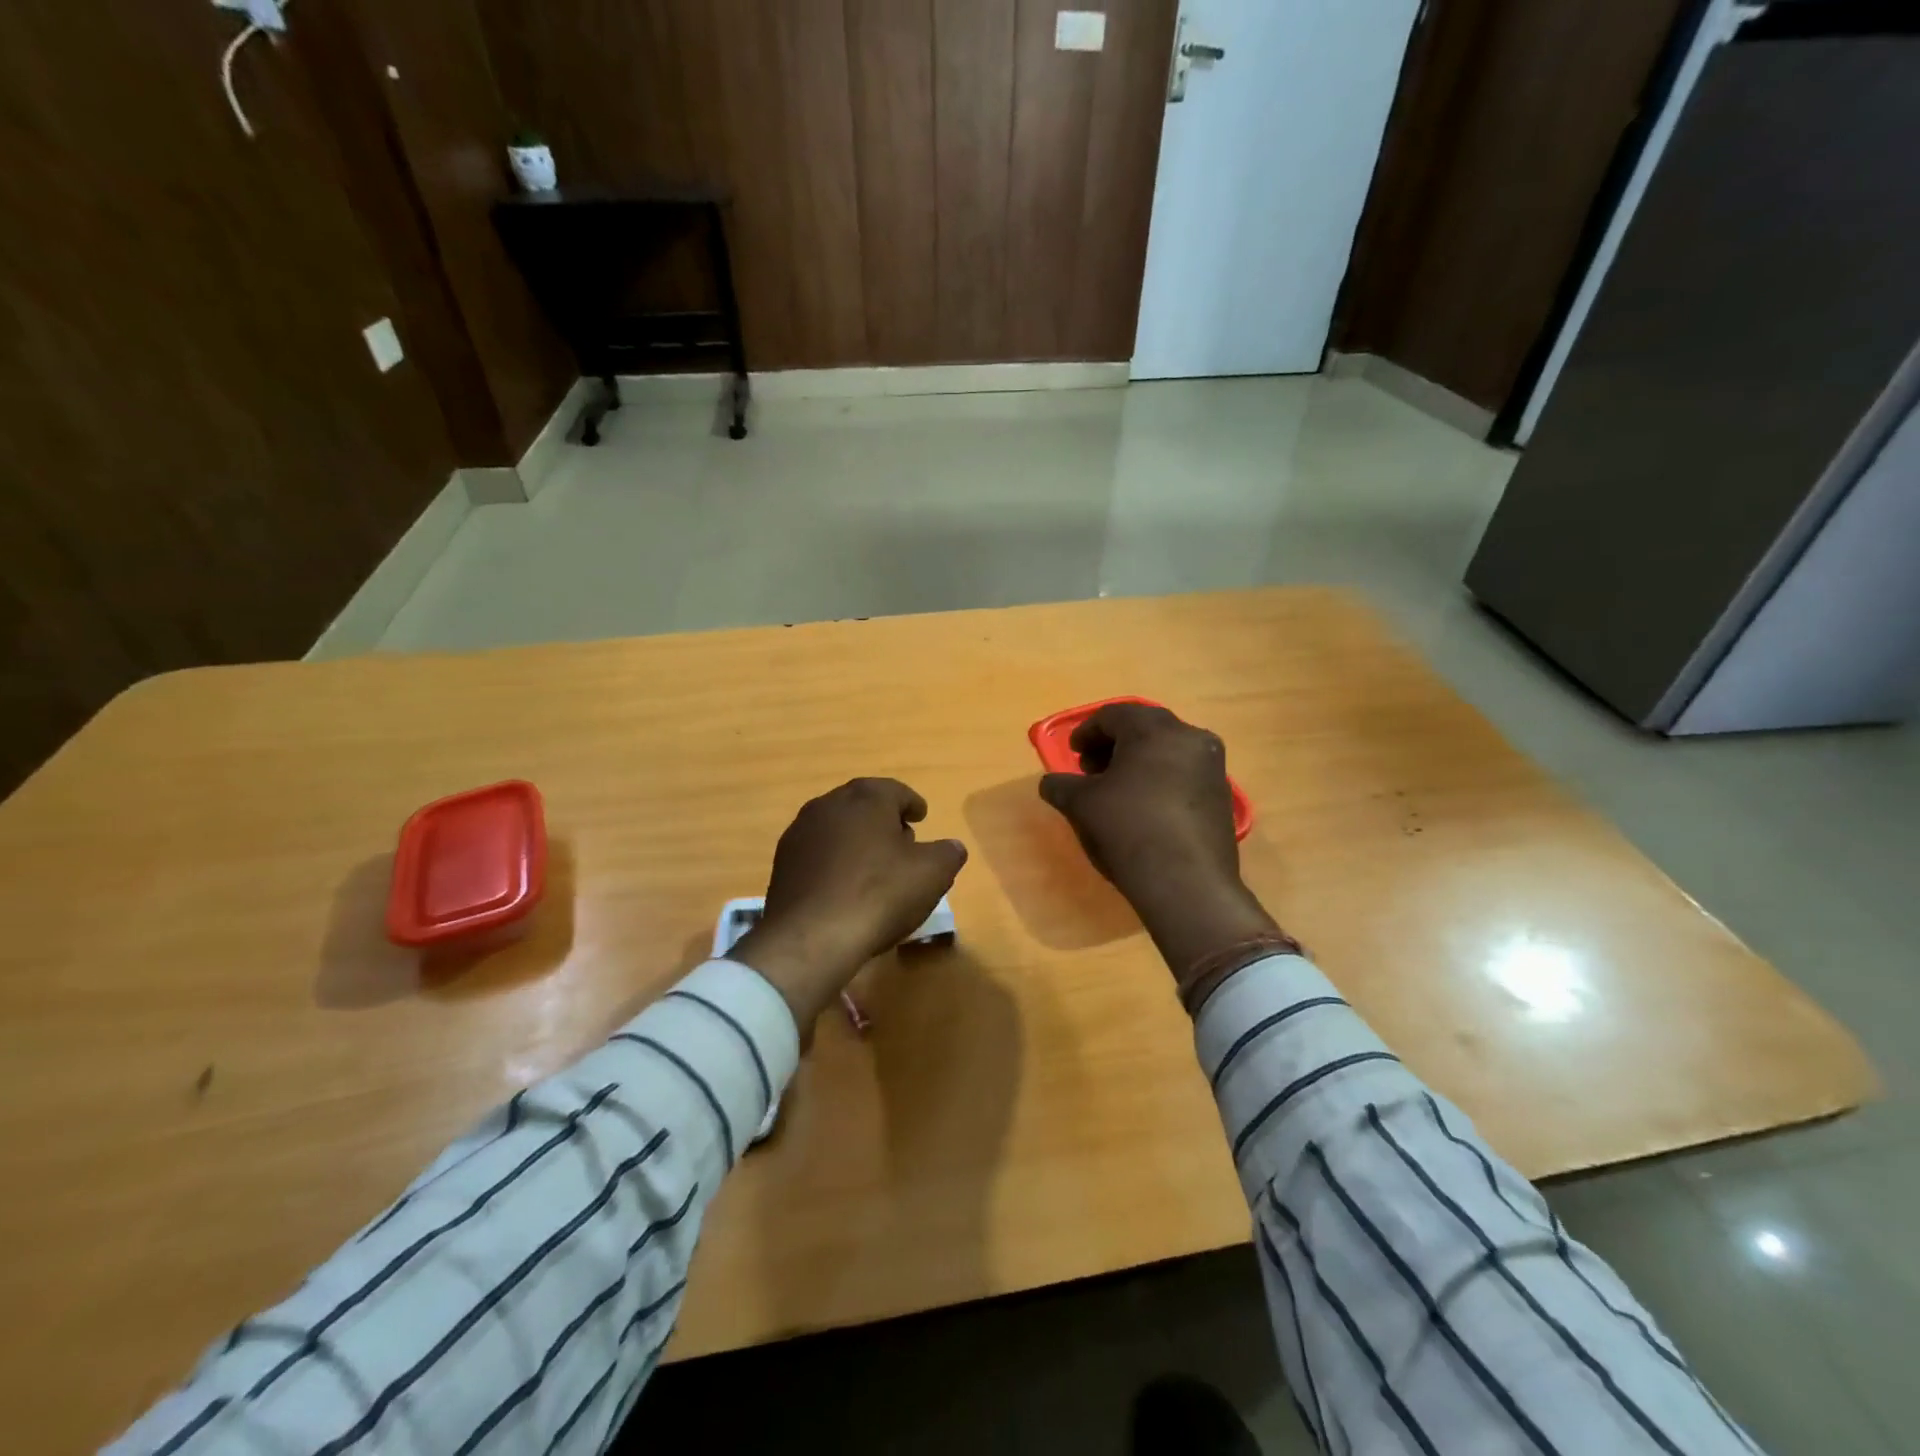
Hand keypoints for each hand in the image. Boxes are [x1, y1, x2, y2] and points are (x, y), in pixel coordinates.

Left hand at [730, 778, 966, 1034]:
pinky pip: (818, 854)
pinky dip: (835, 861)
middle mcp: (829, 805)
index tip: (921, 816)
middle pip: (862, 804)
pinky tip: (845, 886)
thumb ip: (948, 854)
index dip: (912, 803)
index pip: (895, 790)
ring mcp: (800, 833)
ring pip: (837, 828)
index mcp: (866, 797)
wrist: (811, 937)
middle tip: (902, 840)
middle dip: (883, 819)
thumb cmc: (879, 894)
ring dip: (856, 840)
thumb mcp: (932, 874)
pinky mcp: (782, 864)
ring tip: (874, 866)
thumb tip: (952, 847)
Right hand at [1038, 703, 1277, 974]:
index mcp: (1154, 729)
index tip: (1072, 753)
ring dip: (1138, 762)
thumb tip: (1051, 783)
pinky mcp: (1222, 796)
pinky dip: (1160, 779)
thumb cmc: (1128, 829)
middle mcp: (1190, 737)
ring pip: (1167, 750)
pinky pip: (1184, 773)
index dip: (1086, 732)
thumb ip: (1061, 786)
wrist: (1187, 883)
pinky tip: (1144, 807)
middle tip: (1091, 769)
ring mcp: (1212, 766)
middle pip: (1144, 727)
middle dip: (1113, 744)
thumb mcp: (1081, 805)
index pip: (1113, 715)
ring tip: (1116, 790)